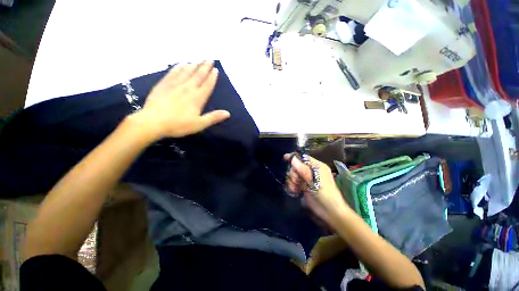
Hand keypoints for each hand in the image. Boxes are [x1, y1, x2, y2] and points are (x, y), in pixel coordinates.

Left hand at [134, 61, 230, 138]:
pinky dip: (178, 67)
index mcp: (197, 98)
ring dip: (194, 65)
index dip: (212, 77)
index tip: (216, 70)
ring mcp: (175, 85)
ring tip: (199, 59)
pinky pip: (173, 73)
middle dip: (205, 67)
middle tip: (209, 59)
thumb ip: (213, 117)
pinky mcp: (163, 85)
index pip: (207, 85)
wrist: (153, 122)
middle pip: (198, 75)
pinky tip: (181, 63)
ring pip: (186, 72)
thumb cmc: (178, 125)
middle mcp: (187, 88)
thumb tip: (228, 113)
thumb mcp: (199, 124)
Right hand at [285, 154, 347, 222]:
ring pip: (294, 174)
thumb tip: (293, 158)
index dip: (294, 158)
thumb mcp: (313, 180)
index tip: (285, 158)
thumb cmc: (324, 193)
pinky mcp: (304, 187)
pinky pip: (294, 182)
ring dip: (292, 181)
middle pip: (296, 166)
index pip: (303, 158)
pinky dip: (292, 185)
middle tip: (296, 180)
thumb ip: (302, 169)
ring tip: (294, 188)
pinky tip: (294, 191)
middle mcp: (312, 171)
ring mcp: (307, 179)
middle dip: (293, 173)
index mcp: (317, 166)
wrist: (329, 211)